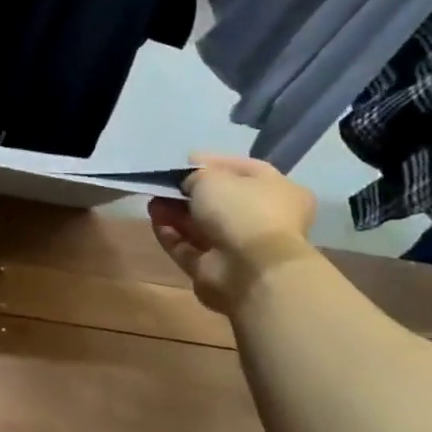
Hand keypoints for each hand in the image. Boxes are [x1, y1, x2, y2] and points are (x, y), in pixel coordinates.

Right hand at [148, 153, 316, 313]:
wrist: (251, 269)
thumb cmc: (241, 210)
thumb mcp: (212, 177)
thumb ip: (195, 175)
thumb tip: (187, 182)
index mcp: (278, 191)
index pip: (242, 170)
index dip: (211, 164)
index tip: (183, 162)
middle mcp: (263, 219)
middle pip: (218, 202)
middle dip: (186, 194)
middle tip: (162, 186)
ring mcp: (240, 247)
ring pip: (201, 226)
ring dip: (175, 214)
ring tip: (153, 204)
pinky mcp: (217, 269)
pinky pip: (190, 248)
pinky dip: (172, 236)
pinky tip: (157, 223)